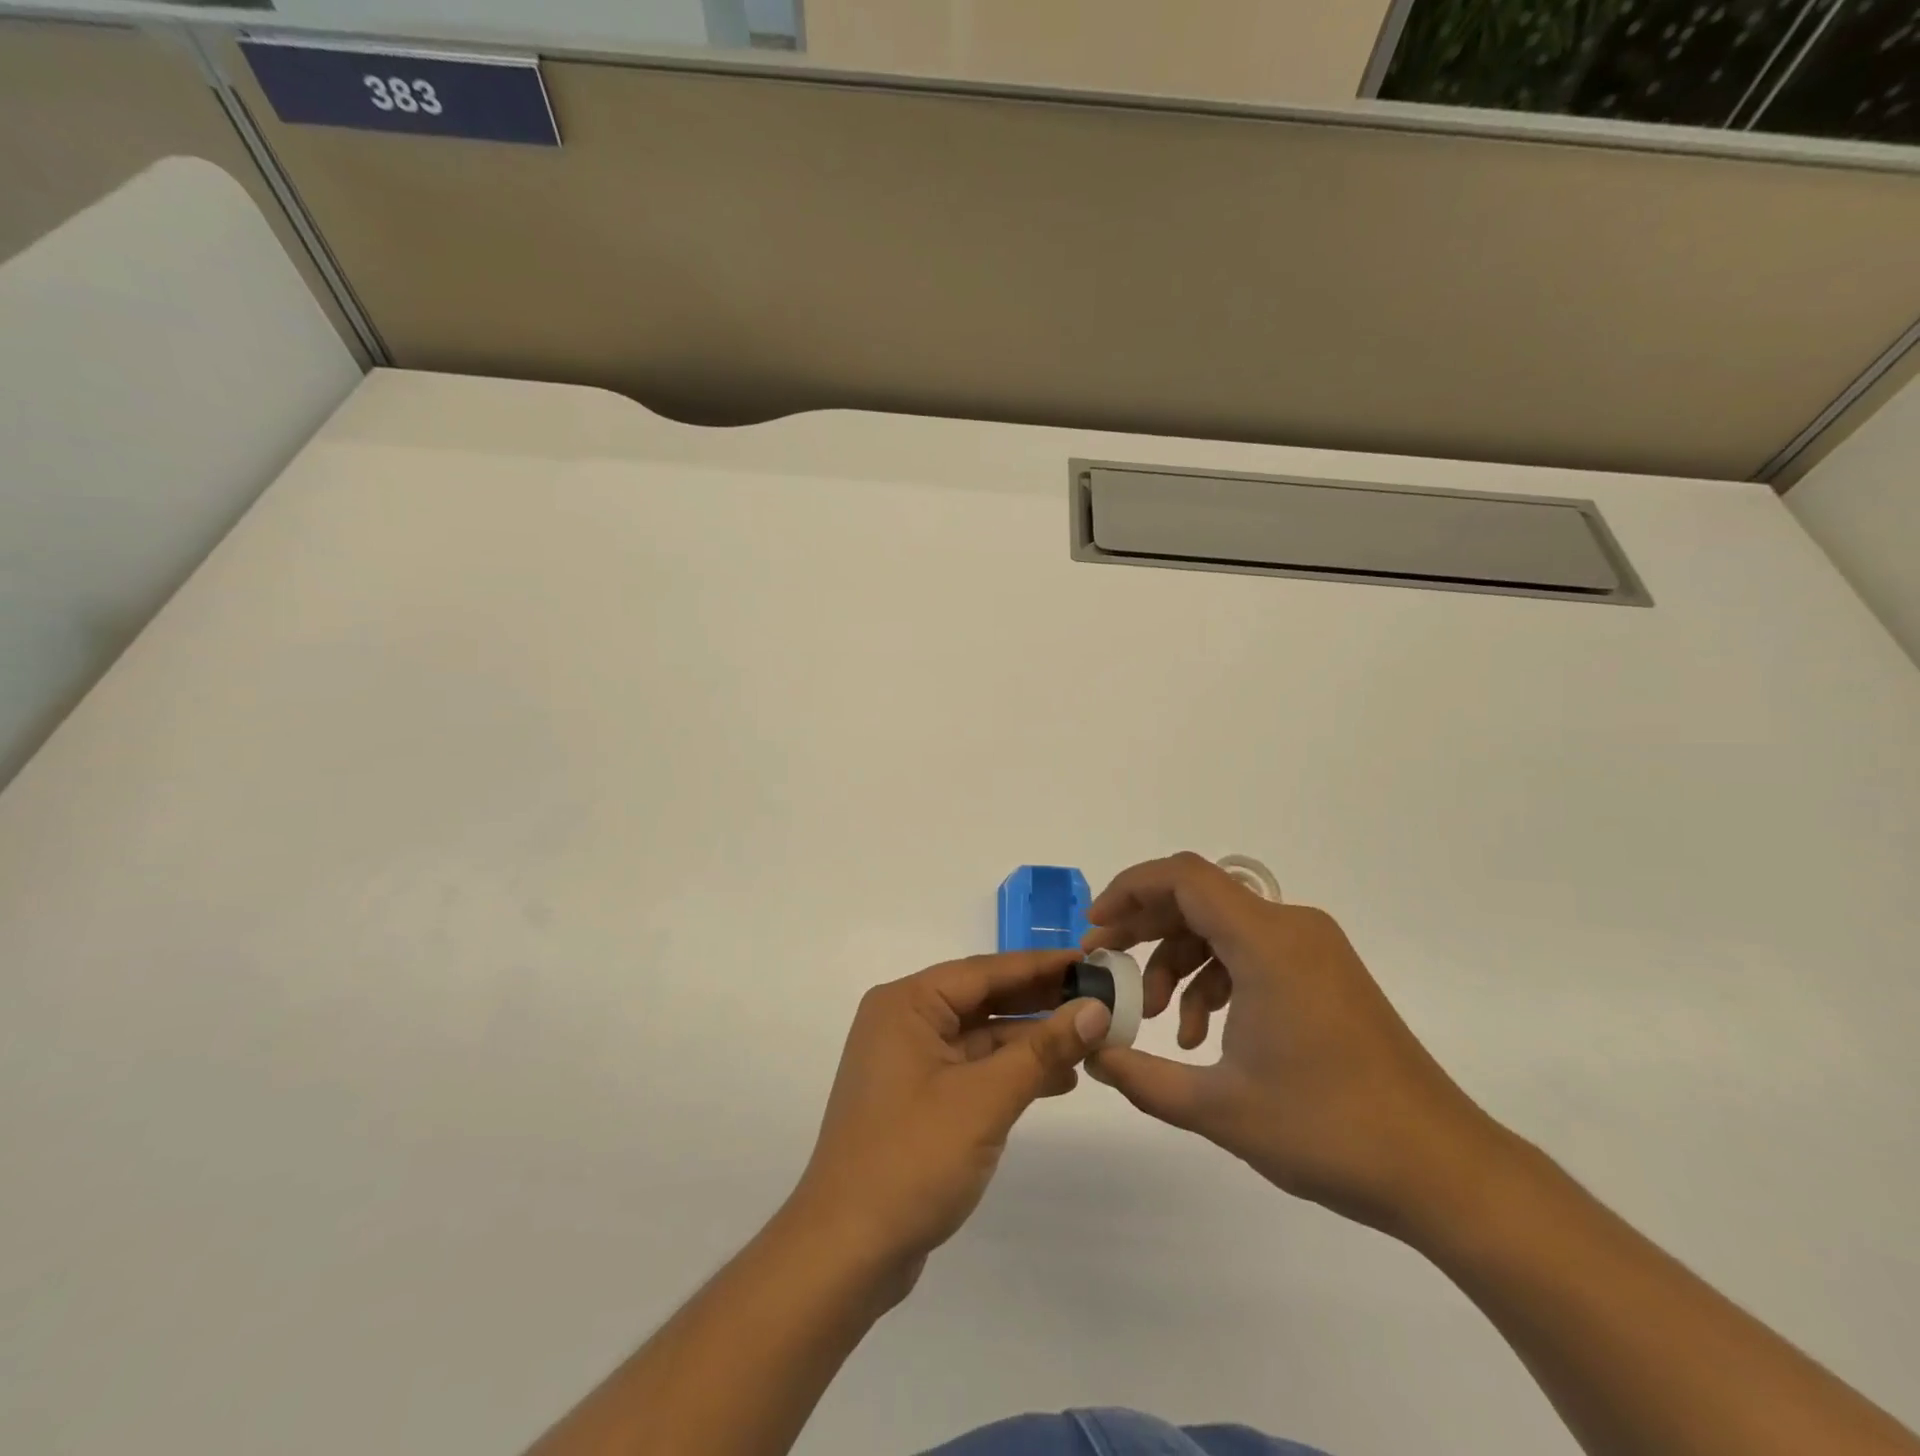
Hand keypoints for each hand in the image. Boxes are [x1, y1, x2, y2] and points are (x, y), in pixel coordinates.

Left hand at [788, 950, 1112, 1288]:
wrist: (847, 1252)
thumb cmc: (912, 1158)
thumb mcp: (985, 1099)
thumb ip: (1042, 1051)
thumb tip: (1096, 1009)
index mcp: (907, 1004)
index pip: (985, 971)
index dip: (1041, 965)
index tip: (1091, 961)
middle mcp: (904, 1022)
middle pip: (983, 999)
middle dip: (1040, 1001)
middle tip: (1099, 997)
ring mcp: (909, 1063)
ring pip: (981, 1036)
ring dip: (1031, 1040)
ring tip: (1091, 1040)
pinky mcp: (918, 1099)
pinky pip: (973, 1069)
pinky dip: (1012, 1072)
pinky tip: (1058, 1079)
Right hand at [1083, 853, 1506, 1236]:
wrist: (1444, 1170)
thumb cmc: (1328, 1130)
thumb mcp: (1218, 1108)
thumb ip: (1141, 1077)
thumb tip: (1091, 1052)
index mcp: (1267, 941)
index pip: (1183, 877)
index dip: (1129, 890)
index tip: (1096, 929)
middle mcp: (1291, 927)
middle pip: (1198, 899)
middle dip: (1144, 929)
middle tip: (1106, 967)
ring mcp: (1314, 949)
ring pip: (1222, 928)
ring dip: (1179, 964)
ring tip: (1156, 1021)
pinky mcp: (1326, 973)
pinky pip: (1253, 953)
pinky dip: (1216, 980)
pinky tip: (1204, 1034)